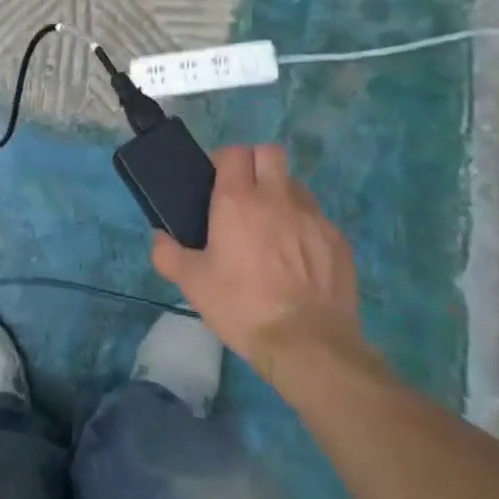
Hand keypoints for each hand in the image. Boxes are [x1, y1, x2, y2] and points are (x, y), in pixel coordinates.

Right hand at [151, 145, 364, 383]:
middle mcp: (277, 198)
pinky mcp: (338, 240)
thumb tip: (159, 238)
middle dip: (256, 165)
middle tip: (244, 195)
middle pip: (270, 153)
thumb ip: (168, 254)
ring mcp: (312, 217)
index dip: (224, 161)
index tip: (216, 183)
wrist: (307, 345)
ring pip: (295, 185)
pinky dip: (304, 228)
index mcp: (238, 200)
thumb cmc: (242, 307)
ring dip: (281, 195)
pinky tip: (297, 258)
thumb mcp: (193, 284)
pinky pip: (317, 219)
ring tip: (272, 228)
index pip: (234, 152)